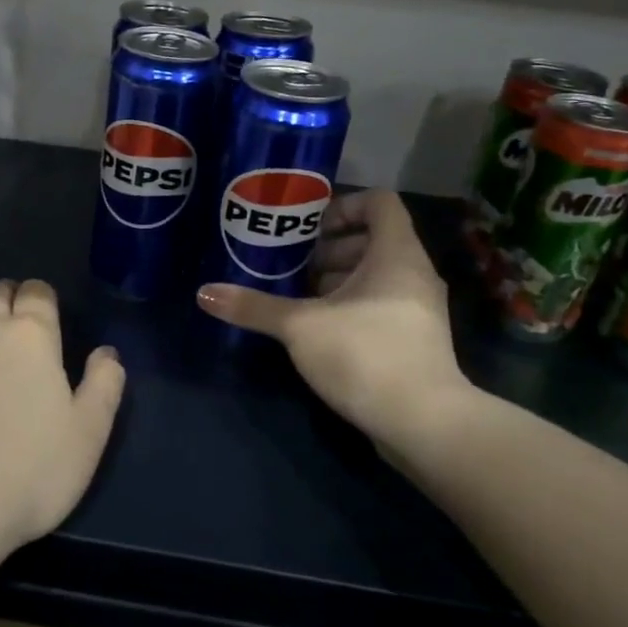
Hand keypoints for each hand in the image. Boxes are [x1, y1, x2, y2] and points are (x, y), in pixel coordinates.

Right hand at [197, 190, 475, 455]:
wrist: (423, 424)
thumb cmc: (365, 355)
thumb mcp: (300, 327)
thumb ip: (254, 307)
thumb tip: (204, 293)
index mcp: (396, 253)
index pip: (378, 202)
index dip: (342, 206)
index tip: (307, 230)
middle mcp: (414, 273)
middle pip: (373, 240)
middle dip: (329, 250)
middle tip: (292, 267)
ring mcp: (419, 310)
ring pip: (376, 276)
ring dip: (338, 281)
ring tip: (299, 299)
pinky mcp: (415, 341)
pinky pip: (382, 306)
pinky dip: (352, 308)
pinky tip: (319, 331)